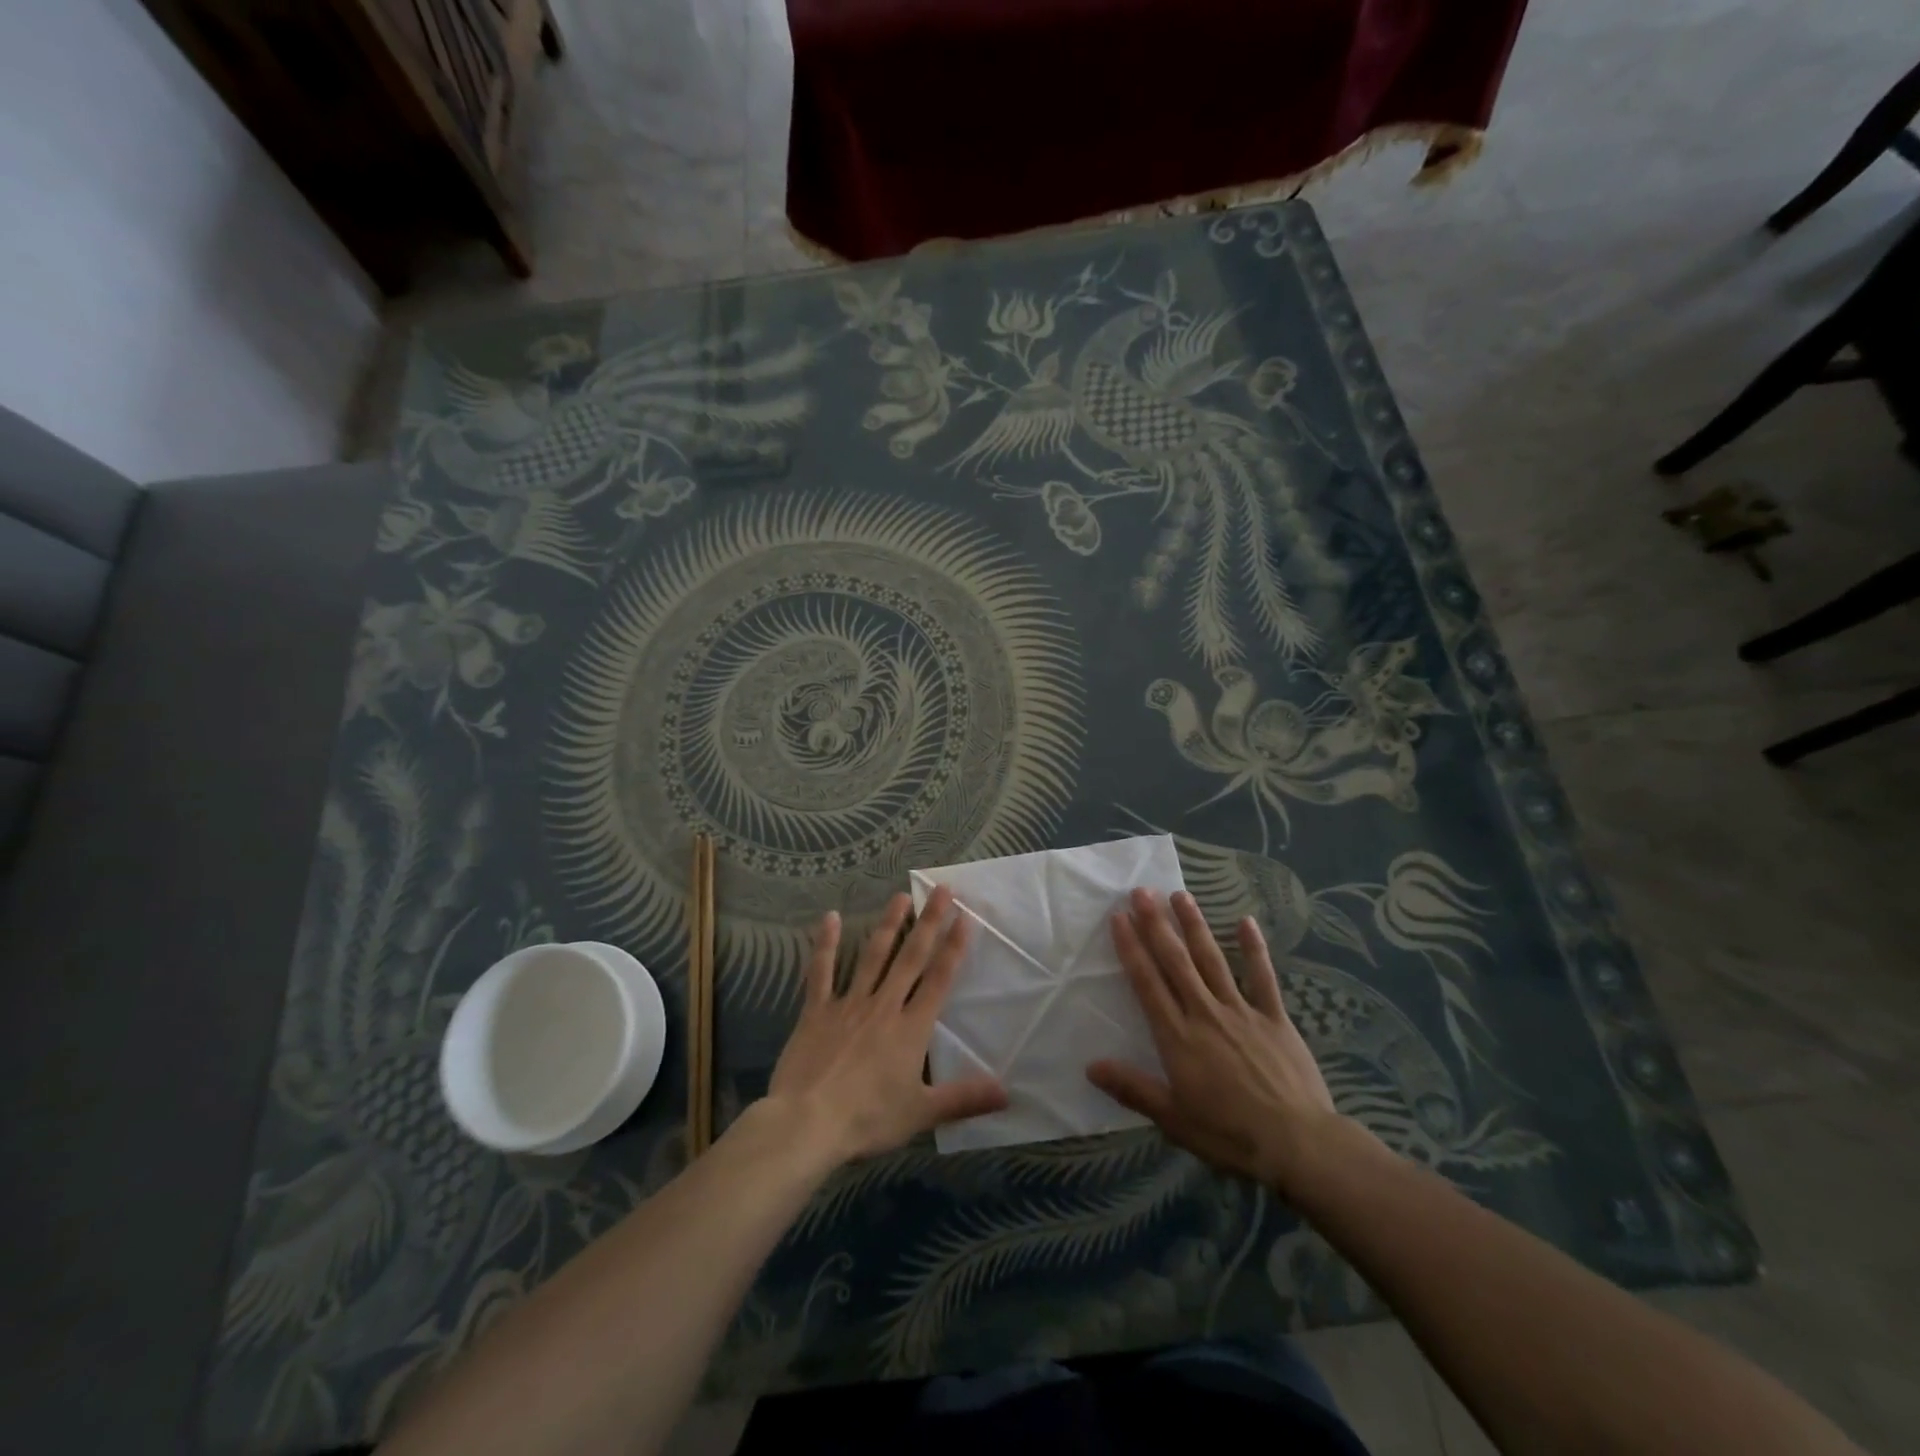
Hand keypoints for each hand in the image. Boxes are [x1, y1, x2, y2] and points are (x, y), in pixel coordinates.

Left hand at [766, 887, 1007, 1167]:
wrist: (807, 1122)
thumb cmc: (868, 1119)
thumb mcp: (922, 1113)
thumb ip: (964, 1098)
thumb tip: (1008, 1092)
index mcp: (911, 1029)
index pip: (939, 979)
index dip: (953, 947)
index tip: (964, 917)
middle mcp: (884, 1006)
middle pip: (911, 958)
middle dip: (929, 923)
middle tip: (941, 889)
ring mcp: (848, 1004)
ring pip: (873, 956)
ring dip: (889, 925)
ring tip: (901, 896)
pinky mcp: (817, 1010)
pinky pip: (821, 971)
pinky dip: (825, 944)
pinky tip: (829, 917)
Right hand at [1087, 888, 1344, 1196]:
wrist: (1298, 1144)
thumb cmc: (1230, 1135)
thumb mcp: (1174, 1119)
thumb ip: (1133, 1089)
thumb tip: (1090, 1066)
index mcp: (1178, 1037)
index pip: (1147, 983)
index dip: (1131, 948)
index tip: (1119, 917)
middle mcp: (1205, 1013)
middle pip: (1176, 961)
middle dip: (1156, 924)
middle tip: (1142, 891)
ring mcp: (1242, 1012)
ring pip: (1213, 960)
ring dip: (1195, 926)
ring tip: (1180, 895)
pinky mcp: (1274, 1018)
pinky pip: (1263, 978)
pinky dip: (1254, 949)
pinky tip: (1246, 921)